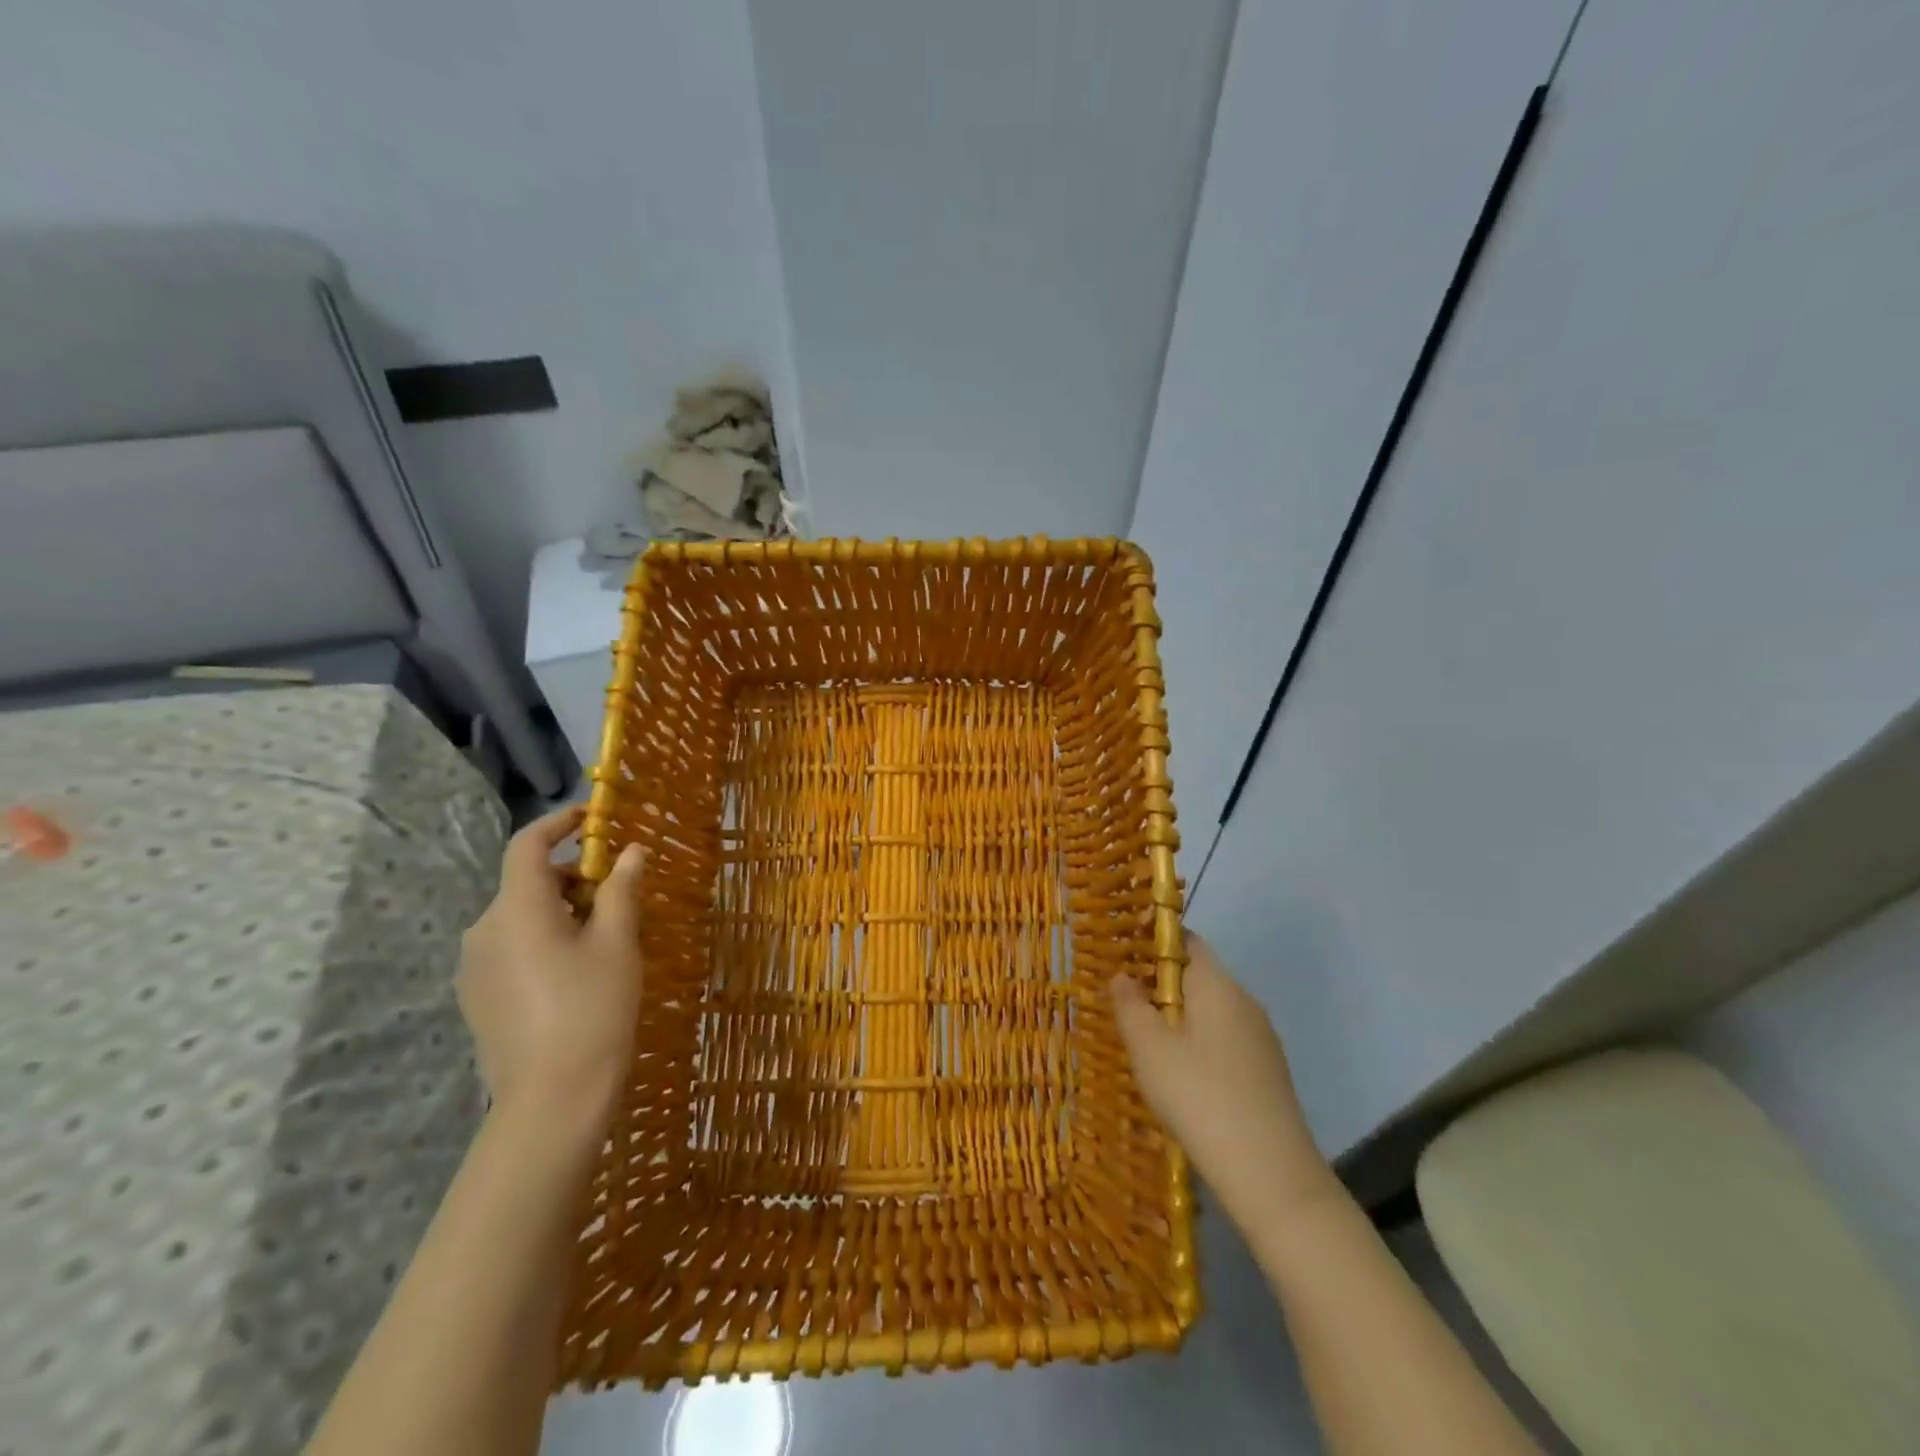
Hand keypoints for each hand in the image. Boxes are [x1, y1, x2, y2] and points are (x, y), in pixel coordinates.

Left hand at [457, 806, 645, 1124]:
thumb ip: (620, 890)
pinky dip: (543, 938)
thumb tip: (631, 852)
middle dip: (572, 876)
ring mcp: (475, 967)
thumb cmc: (593, 1010)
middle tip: (618, 892)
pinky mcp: (476, 996)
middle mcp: (483, 930)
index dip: (558, 823)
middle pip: (527, 883)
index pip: (527, 845)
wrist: (552, 1100)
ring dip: (560, 909)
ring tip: (604, 934)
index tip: (592, 818)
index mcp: (516, 910)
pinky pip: (511, 947)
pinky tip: (576, 969)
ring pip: (520, 916)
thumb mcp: (617, 943)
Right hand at [1111, 933, 1336, 1227]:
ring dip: (1179, 1018)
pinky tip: (1181, 1078)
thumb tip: (1122, 975)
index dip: (1153, 942)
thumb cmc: (1199, 1095)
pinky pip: (1225, 1040)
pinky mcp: (1267, 1071)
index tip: (1122, 958)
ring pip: (1211, 1011)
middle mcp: (1244, 1001)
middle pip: (1198, 976)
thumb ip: (1130, 1004)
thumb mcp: (1149, 1048)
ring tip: (1145, 1044)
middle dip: (1160, 985)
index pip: (1186, 941)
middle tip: (1124, 1005)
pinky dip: (1199, 1045)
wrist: (1270, 1174)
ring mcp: (1261, 1038)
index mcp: (1217, 985)